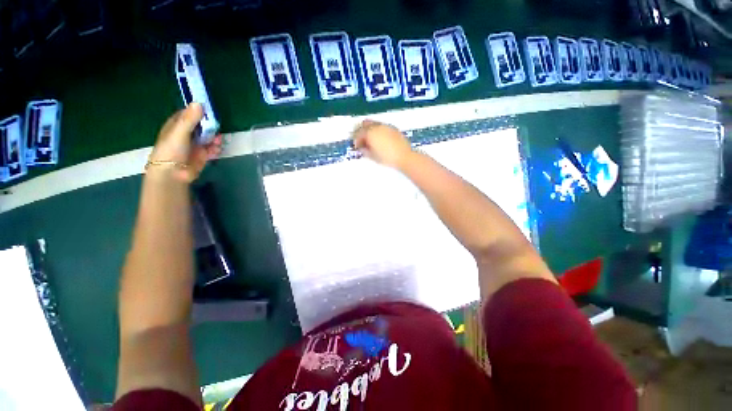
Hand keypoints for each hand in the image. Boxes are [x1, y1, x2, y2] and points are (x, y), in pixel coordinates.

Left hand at [148, 103, 222, 182]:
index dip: (197, 111)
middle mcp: (186, 134)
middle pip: (201, 125)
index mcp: (176, 125)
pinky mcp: (203, 155)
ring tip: (218, 140)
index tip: (208, 109)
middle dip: (209, 125)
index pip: (188, 114)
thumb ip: (190, 119)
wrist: (173, 172)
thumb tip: (199, 103)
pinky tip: (217, 148)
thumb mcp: (180, 132)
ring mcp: (195, 145)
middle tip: (216, 125)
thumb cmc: (172, 150)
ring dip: (214, 137)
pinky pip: (212, 148)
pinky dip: (216, 147)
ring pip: (208, 137)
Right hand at [352, 120, 412, 168]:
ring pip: (374, 124)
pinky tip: (381, 139)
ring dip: (370, 130)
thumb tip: (361, 148)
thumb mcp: (373, 156)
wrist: (404, 157)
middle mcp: (377, 126)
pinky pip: (382, 127)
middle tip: (362, 141)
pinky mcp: (393, 128)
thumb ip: (365, 150)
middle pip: (365, 124)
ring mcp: (386, 126)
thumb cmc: (386, 158)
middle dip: (362, 131)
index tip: (357, 147)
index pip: (359, 133)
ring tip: (372, 140)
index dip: (356, 140)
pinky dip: (379, 131)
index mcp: (370, 133)